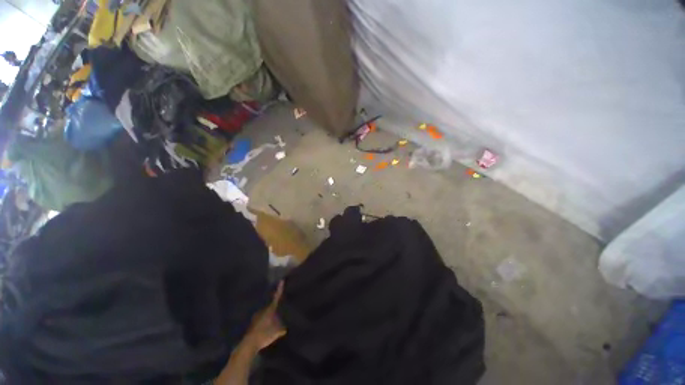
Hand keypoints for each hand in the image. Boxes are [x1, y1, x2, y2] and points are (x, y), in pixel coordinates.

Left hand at [243, 281, 286, 350]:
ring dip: (269, 315)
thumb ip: (281, 329)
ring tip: (274, 320)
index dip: (279, 289)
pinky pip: (261, 319)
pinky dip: (265, 321)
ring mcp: (256, 316)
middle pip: (271, 306)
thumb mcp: (276, 332)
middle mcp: (263, 310)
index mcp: (270, 310)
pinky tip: (267, 328)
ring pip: (265, 313)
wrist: (249, 344)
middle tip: (280, 309)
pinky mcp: (252, 323)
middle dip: (275, 307)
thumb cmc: (264, 334)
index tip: (281, 281)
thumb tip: (285, 328)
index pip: (276, 298)